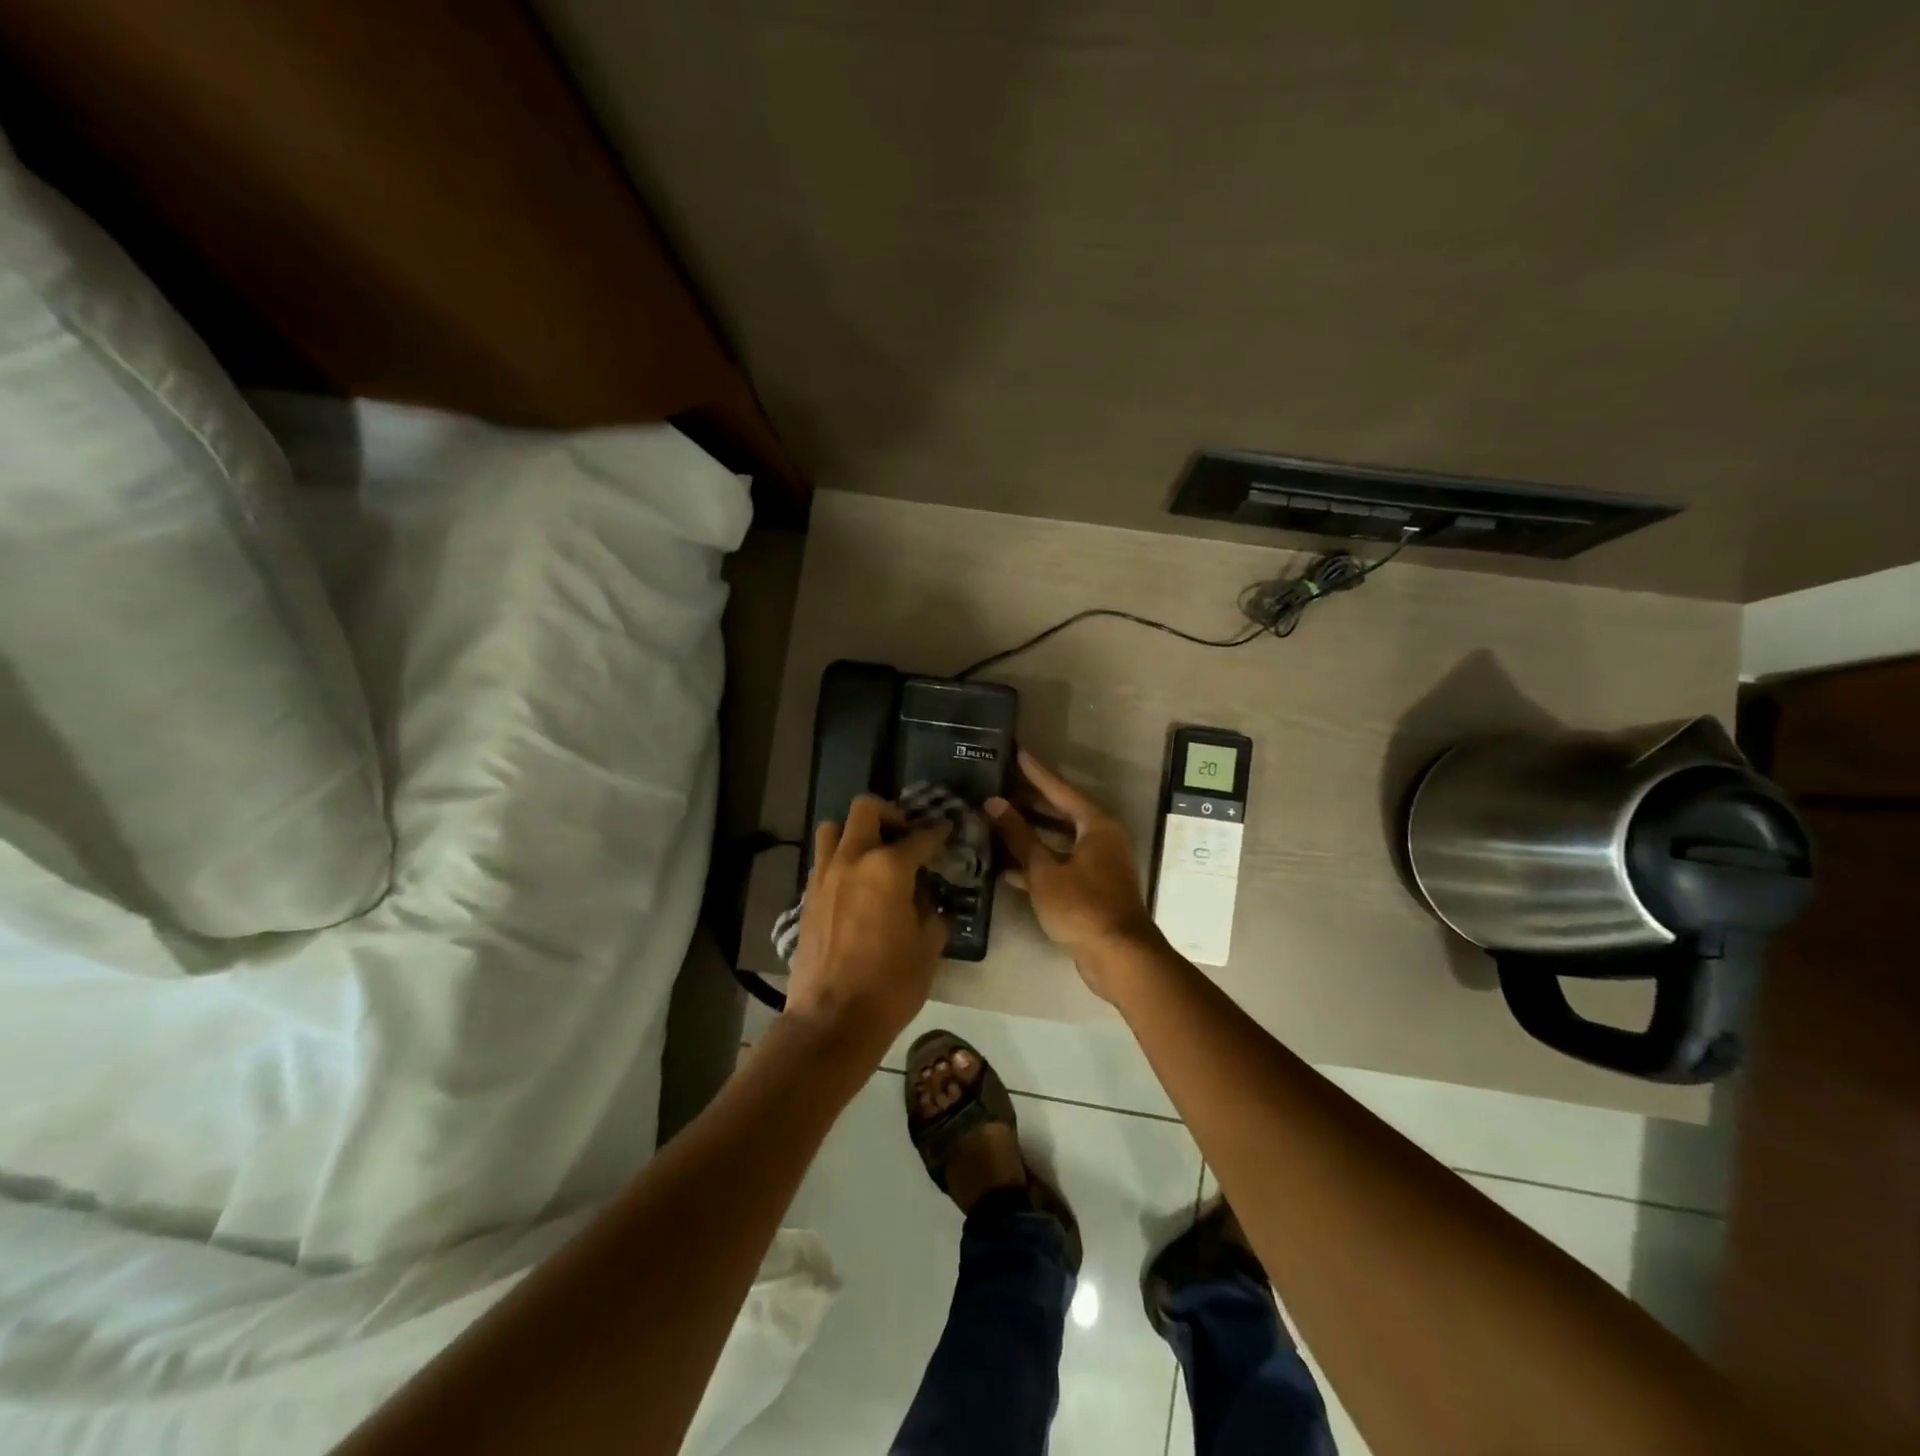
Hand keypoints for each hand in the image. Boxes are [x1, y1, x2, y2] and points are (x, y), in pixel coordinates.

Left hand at [786, 796, 950, 1055]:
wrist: (832, 1020)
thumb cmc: (891, 984)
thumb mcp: (929, 945)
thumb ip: (930, 909)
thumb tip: (923, 896)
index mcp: (888, 867)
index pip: (919, 837)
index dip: (937, 833)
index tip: (946, 832)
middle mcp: (852, 860)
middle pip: (866, 809)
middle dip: (890, 815)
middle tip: (904, 837)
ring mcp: (824, 876)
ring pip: (834, 829)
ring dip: (856, 833)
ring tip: (873, 856)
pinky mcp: (807, 897)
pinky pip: (823, 861)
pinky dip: (840, 861)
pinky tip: (856, 886)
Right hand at [987, 751, 1160, 998]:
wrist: (1117, 957)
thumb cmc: (1082, 906)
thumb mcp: (1044, 870)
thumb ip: (1018, 836)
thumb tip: (994, 803)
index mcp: (1096, 825)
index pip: (1061, 790)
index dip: (1037, 773)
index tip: (1017, 753)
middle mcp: (1101, 838)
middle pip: (1060, 813)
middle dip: (1029, 803)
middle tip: (1000, 787)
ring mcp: (1098, 865)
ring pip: (1058, 841)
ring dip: (1029, 835)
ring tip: (996, 822)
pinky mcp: (1091, 888)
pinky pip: (1059, 865)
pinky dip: (1037, 864)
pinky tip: (1006, 867)